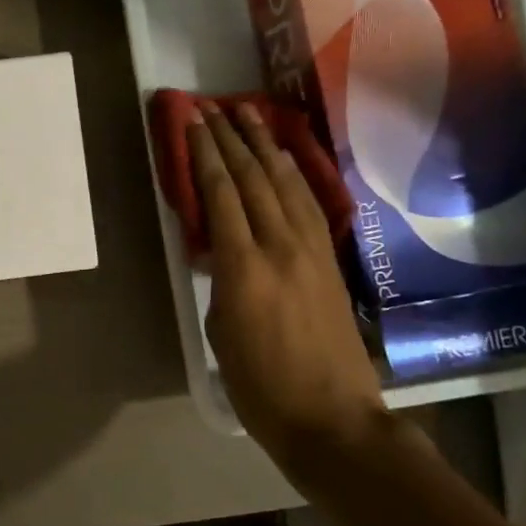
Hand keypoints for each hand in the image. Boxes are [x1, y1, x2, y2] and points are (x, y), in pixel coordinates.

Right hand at [189, 100, 383, 445]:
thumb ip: (220, 280)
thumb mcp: (221, 331)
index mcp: (244, 268)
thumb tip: (222, 252)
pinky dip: (294, 175)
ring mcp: (312, 251)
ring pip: (285, 184)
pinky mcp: (331, 262)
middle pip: (253, 179)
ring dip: (266, 146)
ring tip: (250, 115)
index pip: (222, 195)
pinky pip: (310, 205)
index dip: (205, 154)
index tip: (193, 122)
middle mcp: (280, 247)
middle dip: (232, 138)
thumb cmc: (261, 386)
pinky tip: (285, 160)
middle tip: (214, 106)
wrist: (332, 419)